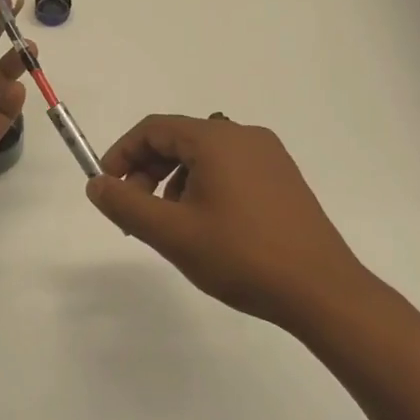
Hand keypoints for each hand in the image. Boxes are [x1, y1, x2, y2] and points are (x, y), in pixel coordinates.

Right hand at [86, 115, 375, 336]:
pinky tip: (205, 226)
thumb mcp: (172, 233)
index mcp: (217, 139)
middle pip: (179, 139)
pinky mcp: (283, 178)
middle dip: (147, 171)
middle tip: (135, 211)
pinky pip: (230, 169)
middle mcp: (244, 136)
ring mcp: (269, 156)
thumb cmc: (241, 257)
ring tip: (170, 224)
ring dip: (174, 181)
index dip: (122, 153)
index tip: (108, 187)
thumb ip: (126, 205)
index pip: (153, 128)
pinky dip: (204, 186)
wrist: (322, 291)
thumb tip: (97, 184)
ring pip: (204, 156)